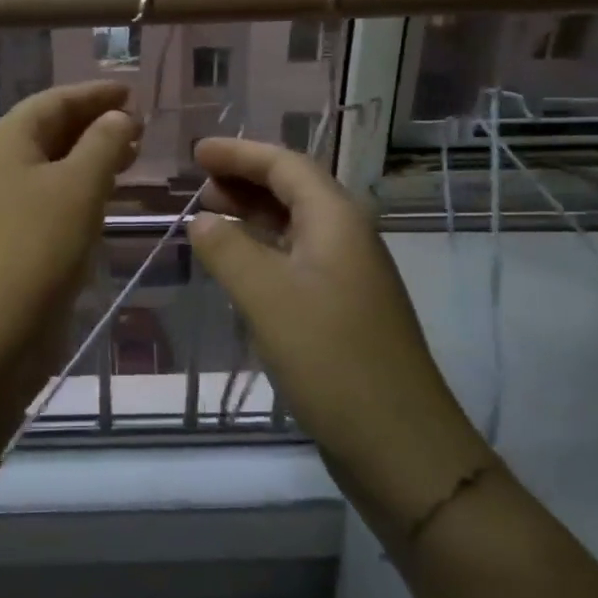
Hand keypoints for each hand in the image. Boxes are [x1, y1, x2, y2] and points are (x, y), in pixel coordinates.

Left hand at [0, 82, 139, 366]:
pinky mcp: (12, 234)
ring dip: (90, 154)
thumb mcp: (80, 184)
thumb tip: (118, 117)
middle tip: (138, 124)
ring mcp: (1, 200)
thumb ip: (104, 142)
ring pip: (52, 163)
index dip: (94, 94)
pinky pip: (50, 194)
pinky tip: (107, 193)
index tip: (131, 91)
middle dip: (94, 123)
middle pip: (50, 128)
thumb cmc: (38, 245)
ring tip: (132, 154)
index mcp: (6, 139)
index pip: (54, 100)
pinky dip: (80, 185)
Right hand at [186, 137, 488, 535]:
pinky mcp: (343, 308)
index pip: (285, 164)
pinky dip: (263, 249)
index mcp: (336, 218)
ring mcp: (348, 274)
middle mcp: (347, 236)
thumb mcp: (267, 296)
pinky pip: (296, 258)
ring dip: (253, 213)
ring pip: (294, 224)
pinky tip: (237, 265)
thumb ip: (228, 249)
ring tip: (209, 215)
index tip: (197, 151)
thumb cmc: (331, 358)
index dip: (239, 152)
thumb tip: (202, 220)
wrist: (401, 446)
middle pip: (293, 188)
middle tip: (198, 182)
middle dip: (245, 179)